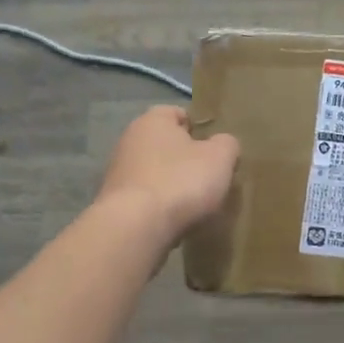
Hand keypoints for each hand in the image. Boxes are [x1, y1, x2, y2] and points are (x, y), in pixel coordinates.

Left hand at [95, 106, 239, 245]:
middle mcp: (129, 141)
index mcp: (153, 121)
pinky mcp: (115, 204)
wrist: (136, 229)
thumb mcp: (220, 157)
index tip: (217, 147)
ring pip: (157, 173)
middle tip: (212, 175)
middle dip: (188, 159)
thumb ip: (227, 144)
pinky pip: (147, 199)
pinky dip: (162, 206)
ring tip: (197, 202)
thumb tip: (223, 144)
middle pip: (167, 145)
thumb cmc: (181, 181)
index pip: (179, 113)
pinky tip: (177, 220)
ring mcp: (118, 174)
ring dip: (174, 185)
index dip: (200, 128)